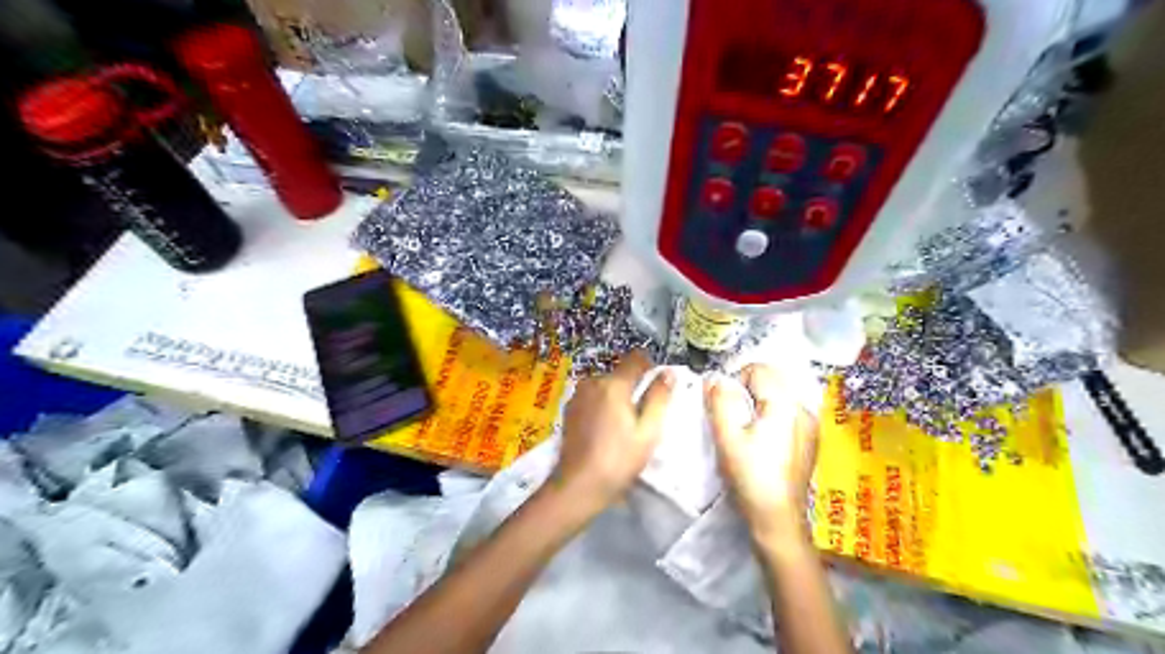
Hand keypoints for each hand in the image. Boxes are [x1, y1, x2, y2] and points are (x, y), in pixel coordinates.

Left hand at [552, 350, 679, 512]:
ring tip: (623, 425)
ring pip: (605, 385)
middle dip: (633, 386)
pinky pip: (593, 397)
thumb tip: (667, 373)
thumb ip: (659, 398)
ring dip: (616, 396)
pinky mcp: (569, 409)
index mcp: (613, 384)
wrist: (578, 485)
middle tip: (642, 415)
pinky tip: (605, 429)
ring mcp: (577, 395)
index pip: (635, 358)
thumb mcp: (648, 431)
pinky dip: (602, 405)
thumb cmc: (619, 459)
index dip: (650, 366)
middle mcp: (592, 382)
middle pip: (620, 373)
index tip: (657, 386)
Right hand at [701, 365, 816, 543]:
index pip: (758, 369)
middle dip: (747, 392)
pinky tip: (762, 443)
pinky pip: (786, 414)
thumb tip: (715, 379)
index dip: (736, 381)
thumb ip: (720, 401)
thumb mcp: (727, 436)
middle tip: (732, 419)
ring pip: (778, 397)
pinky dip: (770, 418)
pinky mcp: (809, 440)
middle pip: (771, 381)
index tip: (724, 406)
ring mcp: (810, 425)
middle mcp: (804, 408)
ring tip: (745, 432)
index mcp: (786, 403)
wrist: (778, 519)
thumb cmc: (751, 476)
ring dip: (758, 405)